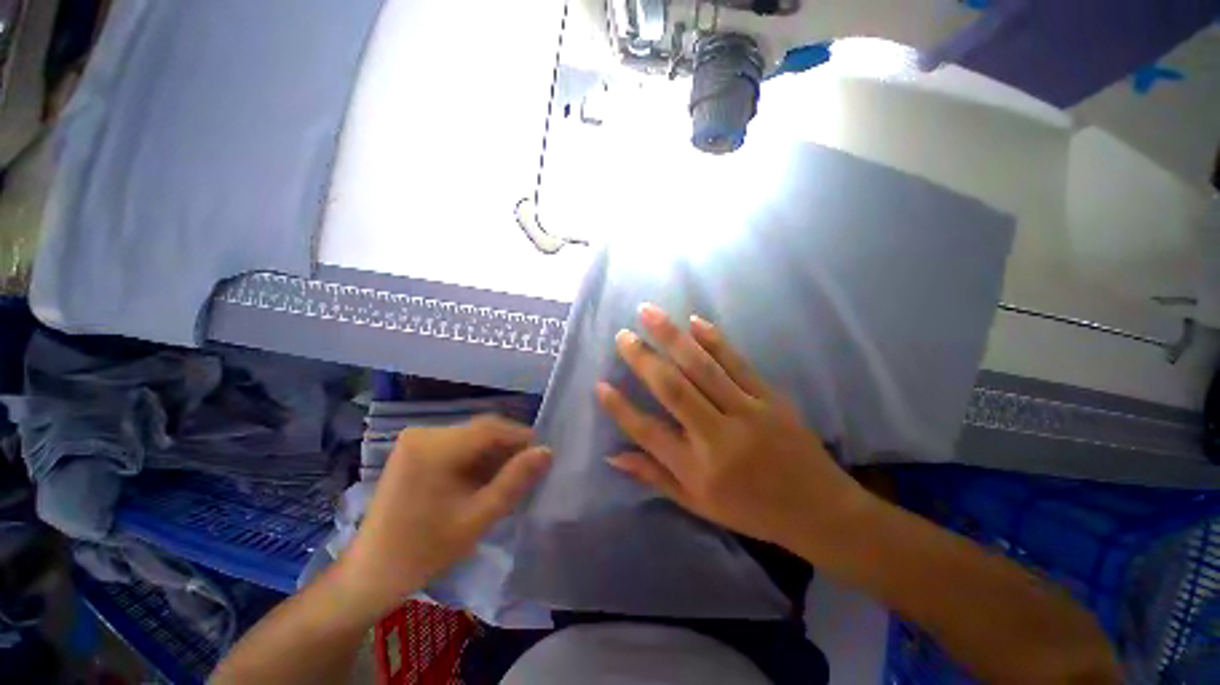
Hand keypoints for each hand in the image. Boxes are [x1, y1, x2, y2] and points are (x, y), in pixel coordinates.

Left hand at [336, 416, 550, 618]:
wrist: (370, 574)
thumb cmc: (424, 551)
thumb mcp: (477, 518)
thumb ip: (515, 481)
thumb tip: (547, 451)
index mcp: (434, 447)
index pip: (491, 428)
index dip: (521, 437)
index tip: (542, 457)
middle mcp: (424, 433)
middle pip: (481, 431)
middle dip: (508, 449)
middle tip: (527, 473)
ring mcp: (417, 440)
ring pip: (472, 437)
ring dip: (493, 455)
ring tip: (508, 480)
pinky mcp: (415, 450)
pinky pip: (458, 445)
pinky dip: (476, 459)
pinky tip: (483, 481)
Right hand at [597, 304, 871, 559]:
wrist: (819, 509)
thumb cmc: (751, 510)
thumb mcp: (699, 504)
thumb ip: (655, 476)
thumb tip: (613, 455)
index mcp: (699, 470)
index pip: (649, 433)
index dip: (621, 409)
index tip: (600, 385)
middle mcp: (718, 438)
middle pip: (673, 390)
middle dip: (643, 359)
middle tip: (622, 336)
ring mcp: (748, 413)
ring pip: (703, 368)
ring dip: (672, 337)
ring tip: (648, 313)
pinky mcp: (770, 398)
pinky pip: (737, 363)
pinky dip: (714, 340)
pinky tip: (694, 321)